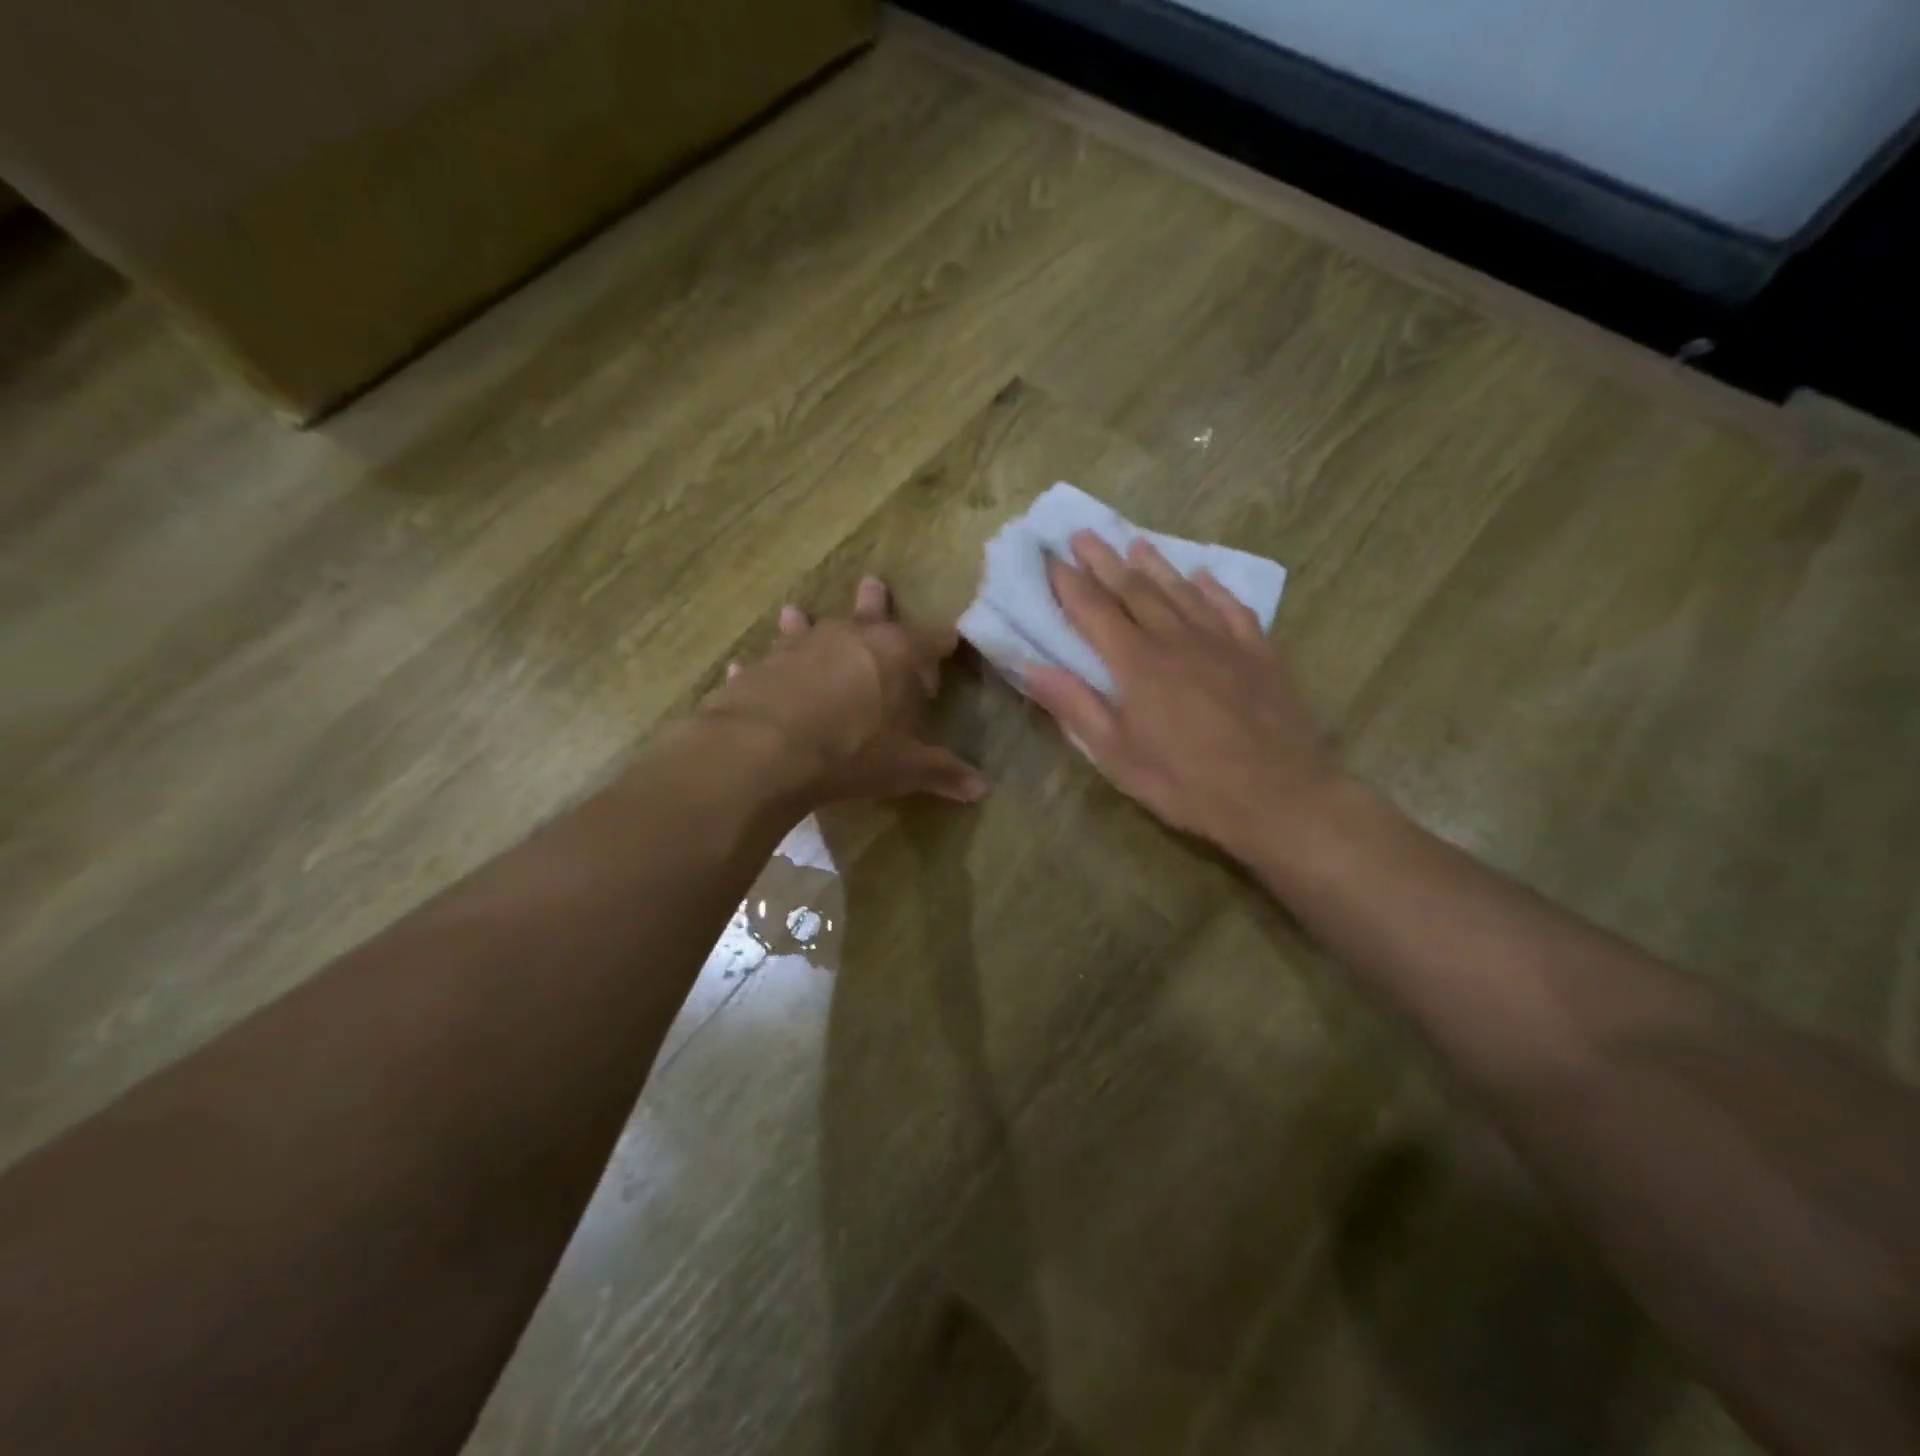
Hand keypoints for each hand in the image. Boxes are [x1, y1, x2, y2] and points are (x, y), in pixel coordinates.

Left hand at [698, 575, 985, 805]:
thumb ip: (942, 772)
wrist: (768, 750)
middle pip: (869, 612)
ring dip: (804, 622)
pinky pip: (761, 663)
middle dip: (875, 601)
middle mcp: (849, 638)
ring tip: (795, 612)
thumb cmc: (852, 752)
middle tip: (872, 583)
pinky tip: (743, 667)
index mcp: (895, 653)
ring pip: (806, 627)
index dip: (941, 646)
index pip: (931, 639)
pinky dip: (759, 667)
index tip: (948, 649)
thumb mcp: (905, 767)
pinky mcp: (760, 667)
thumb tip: (981, 788)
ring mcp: (799, 648)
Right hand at [1025, 531, 1343, 860]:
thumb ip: (1075, 706)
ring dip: (1156, 565)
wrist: (1278, 796)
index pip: (1094, 611)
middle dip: (1105, 561)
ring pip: (1182, 591)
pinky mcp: (1260, 653)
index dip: (1069, 584)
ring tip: (1136, 542)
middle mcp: (1177, 639)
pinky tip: (1205, 576)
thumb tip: (1030, 667)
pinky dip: (1215, 589)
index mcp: (1137, 664)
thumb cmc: (1187, 783)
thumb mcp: (1117, 755)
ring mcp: (1223, 642)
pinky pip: (1232, 609)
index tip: (1051, 559)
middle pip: (1135, 590)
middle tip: (1085, 535)